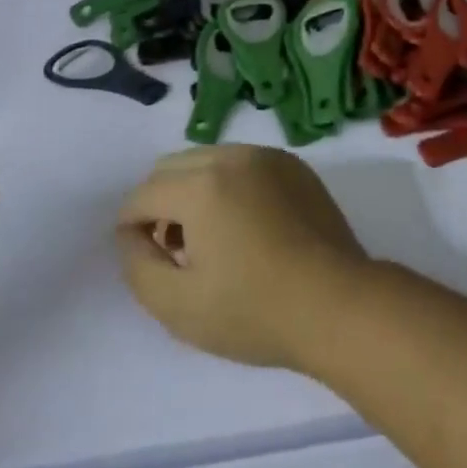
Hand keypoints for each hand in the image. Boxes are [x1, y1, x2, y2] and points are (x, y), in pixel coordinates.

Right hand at [115, 145, 370, 368]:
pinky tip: (243, 226)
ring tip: (207, 239)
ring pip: (209, 159)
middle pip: (174, 166)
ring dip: (193, 190)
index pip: (144, 193)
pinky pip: (244, 163)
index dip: (130, 225)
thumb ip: (139, 266)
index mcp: (202, 185)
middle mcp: (233, 156)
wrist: (336, 302)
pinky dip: (228, 185)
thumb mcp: (178, 305)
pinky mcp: (294, 165)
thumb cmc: (253, 310)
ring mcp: (269, 156)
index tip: (140, 256)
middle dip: (160, 202)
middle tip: (171, 248)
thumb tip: (131, 235)